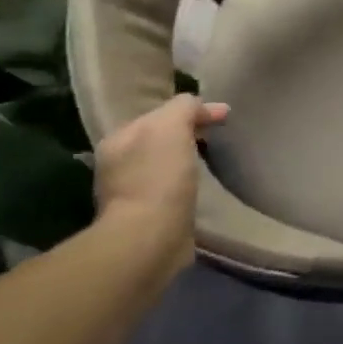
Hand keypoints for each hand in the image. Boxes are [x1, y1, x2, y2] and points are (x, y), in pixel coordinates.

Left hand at [92, 94, 227, 235]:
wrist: (149, 237)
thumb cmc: (159, 175)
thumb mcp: (172, 124)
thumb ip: (184, 106)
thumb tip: (199, 106)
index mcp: (119, 138)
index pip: (160, 113)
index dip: (194, 111)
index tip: (224, 115)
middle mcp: (118, 164)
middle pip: (160, 138)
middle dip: (187, 134)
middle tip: (218, 135)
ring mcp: (129, 193)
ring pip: (164, 164)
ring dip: (186, 160)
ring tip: (210, 161)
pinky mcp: (145, 218)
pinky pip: (170, 189)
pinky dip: (185, 184)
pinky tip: (199, 187)